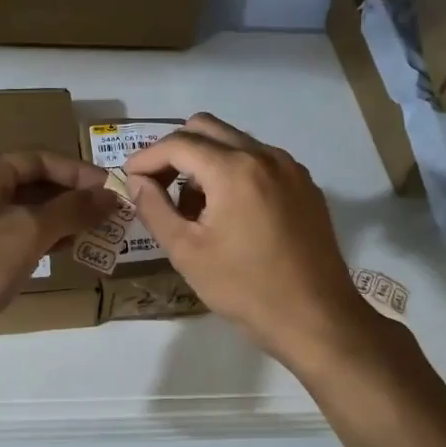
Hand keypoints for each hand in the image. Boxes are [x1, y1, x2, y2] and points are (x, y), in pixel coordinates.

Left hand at [0, 152, 115, 355]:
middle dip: (72, 198)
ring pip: (24, 213)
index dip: (77, 172)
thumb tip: (110, 195)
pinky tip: (66, 251)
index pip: (38, 159)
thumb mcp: (28, 232)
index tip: (111, 189)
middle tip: (109, 214)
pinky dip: (41, 240)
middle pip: (32, 184)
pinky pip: (14, 236)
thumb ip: (72, 210)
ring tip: (97, 233)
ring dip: (60, 221)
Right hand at [124, 114, 378, 371]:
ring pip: (235, 142)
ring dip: (205, 160)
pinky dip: (234, 171)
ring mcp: (290, 168)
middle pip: (207, 128)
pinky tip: (228, 212)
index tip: (129, 177)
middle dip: (175, 150)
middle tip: (157, 185)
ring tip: (193, 206)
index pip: (178, 143)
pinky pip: (260, 161)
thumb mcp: (187, 252)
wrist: (316, 318)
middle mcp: (265, 155)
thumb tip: (138, 181)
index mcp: (234, 169)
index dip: (147, 157)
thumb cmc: (245, 288)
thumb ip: (155, 208)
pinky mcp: (305, 186)